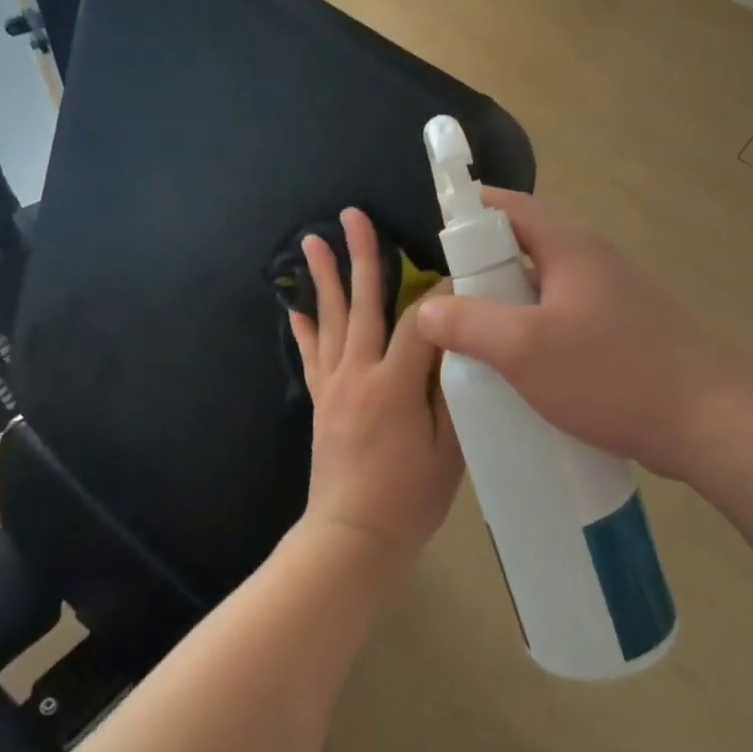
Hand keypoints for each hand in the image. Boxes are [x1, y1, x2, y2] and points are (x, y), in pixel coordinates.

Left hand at [289, 209, 462, 563]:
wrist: (352, 535)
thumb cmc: (408, 499)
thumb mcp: (449, 452)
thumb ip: (452, 395)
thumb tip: (459, 348)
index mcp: (394, 385)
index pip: (421, 322)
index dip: (441, 292)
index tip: (457, 263)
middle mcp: (357, 374)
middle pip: (362, 304)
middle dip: (361, 256)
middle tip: (352, 215)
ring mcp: (333, 386)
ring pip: (329, 321)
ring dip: (322, 279)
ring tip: (311, 241)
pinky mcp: (320, 401)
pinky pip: (310, 356)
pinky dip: (303, 328)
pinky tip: (293, 306)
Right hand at [415, 189, 752, 479]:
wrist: (710, 423)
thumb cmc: (612, 375)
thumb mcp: (525, 349)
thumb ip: (468, 323)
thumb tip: (427, 310)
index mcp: (571, 248)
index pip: (511, 208)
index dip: (470, 211)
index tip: (435, 236)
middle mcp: (594, 262)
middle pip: (525, 248)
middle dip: (482, 270)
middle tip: (446, 302)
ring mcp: (614, 299)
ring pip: (544, 289)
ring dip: (508, 306)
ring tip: (474, 339)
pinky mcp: (625, 333)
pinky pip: (565, 319)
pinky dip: (535, 332)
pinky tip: (521, 370)